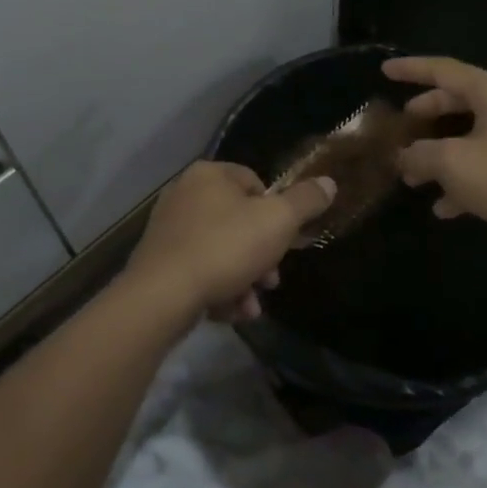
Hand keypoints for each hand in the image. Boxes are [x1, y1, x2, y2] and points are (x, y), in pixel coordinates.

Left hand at [125, 161, 335, 323]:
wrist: (162, 296)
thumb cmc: (226, 248)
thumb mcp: (279, 222)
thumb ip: (306, 201)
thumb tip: (329, 182)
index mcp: (210, 175)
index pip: (255, 183)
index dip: (276, 214)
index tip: (284, 242)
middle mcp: (184, 193)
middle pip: (239, 222)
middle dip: (261, 256)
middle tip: (270, 281)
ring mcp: (168, 228)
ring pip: (221, 251)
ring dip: (243, 280)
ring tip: (249, 307)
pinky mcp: (158, 261)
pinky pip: (199, 270)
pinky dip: (217, 289)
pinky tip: (227, 312)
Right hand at [386, 56, 486, 261]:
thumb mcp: (453, 164)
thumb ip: (420, 155)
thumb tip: (403, 157)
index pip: (444, 69)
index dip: (411, 69)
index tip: (384, 70)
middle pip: (457, 101)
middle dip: (425, 116)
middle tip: (401, 127)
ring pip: (469, 137)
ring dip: (439, 155)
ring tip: (413, 178)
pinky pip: (486, 164)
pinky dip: (462, 179)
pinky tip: (444, 208)